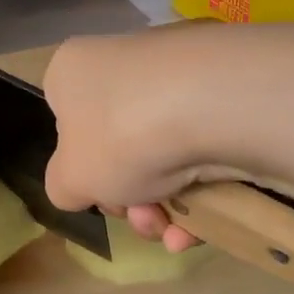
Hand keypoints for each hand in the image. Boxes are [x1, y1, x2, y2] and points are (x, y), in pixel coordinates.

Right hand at [42, 27, 249, 252]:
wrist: (218, 105)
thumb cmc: (121, 136)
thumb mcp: (68, 180)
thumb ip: (63, 187)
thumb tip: (81, 185)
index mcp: (75, 71)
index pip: (67, 122)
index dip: (82, 170)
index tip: (100, 197)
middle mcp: (125, 62)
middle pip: (120, 148)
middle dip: (130, 198)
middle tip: (142, 218)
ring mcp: (182, 72)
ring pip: (165, 155)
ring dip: (165, 207)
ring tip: (175, 231)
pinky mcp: (231, 89)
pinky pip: (206, 149)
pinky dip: (203, 192)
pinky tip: (203, 226)